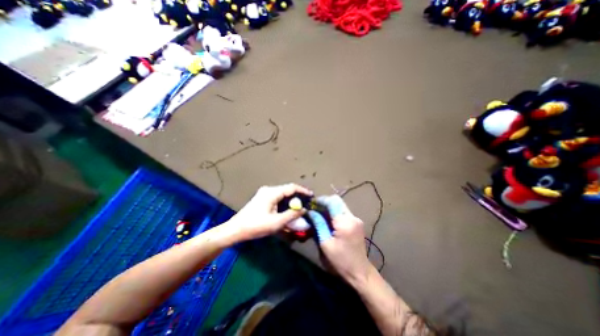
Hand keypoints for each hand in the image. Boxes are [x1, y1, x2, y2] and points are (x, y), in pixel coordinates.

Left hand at [229, 184, 314, 241]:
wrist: (235, 230)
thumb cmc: (255, 226)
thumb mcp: (276, 222)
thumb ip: (292, 215)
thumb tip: (304, 210)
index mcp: (272, 192)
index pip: (291, 188)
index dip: (303, 191)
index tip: (311, 196)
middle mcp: (269, 190)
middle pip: (287, 190)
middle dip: (298, 197)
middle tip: (307, 204)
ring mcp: (265, 193)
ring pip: (283, 194)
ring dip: (291, 201)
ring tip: (299, 208)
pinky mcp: (263, 199)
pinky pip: (277, 198)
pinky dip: (284, 203)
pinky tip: (288, 211)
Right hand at [307, 197, 372, 285]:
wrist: (359, 271)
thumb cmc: (340, 260)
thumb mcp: (325, 243)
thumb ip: (319, 224)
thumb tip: (311, 212)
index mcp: (345, 222)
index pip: (332, 202)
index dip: (321, 200)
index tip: (312, 204)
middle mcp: (352, 217)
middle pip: (337, 201)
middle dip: (325, 202)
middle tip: (315, 209)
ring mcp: (356, 219)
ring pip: (340, 205)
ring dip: (330, 207)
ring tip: (320, 214)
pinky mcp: (357, 222)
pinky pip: (344, 212)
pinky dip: (335, 212)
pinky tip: (329, 220)